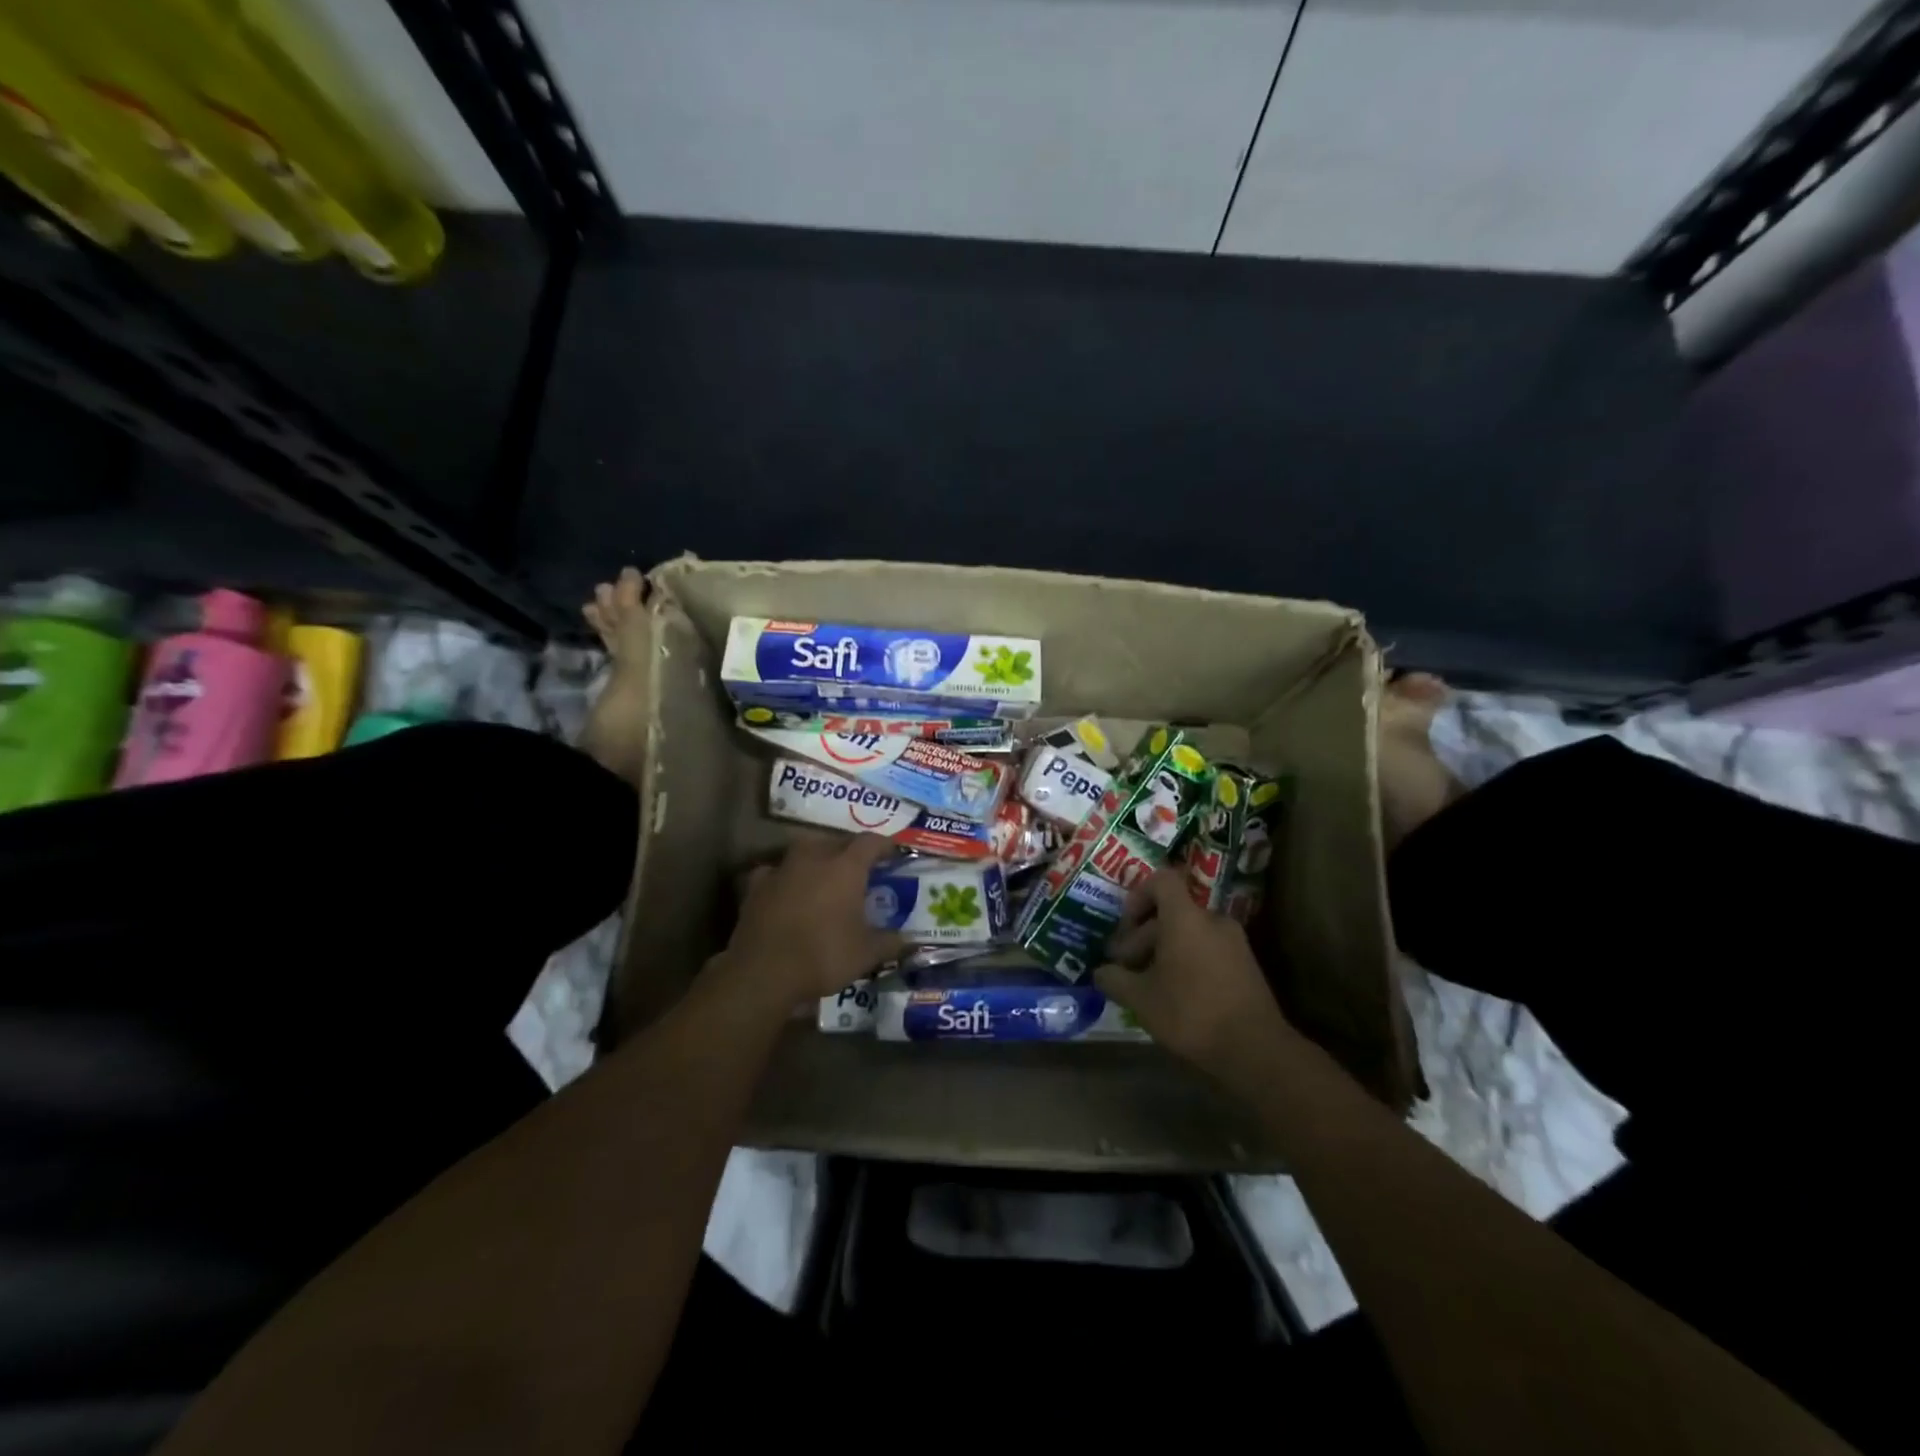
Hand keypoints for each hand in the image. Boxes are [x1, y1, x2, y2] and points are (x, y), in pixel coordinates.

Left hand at [717, 834, 905, 1005]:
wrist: (764, 972)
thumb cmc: (824, 956)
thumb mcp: (867, 954)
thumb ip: (890, 942)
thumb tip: (907, 940)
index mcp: (846, 867)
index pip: (871, 842)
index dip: (885, 846)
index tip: (893, 854)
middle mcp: (814, 857)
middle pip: (837, 841)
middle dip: (851, 851)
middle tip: (861, 868)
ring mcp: (782, 869)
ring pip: (804, 850)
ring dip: (817, 858)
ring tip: (824, 875)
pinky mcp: (756, 886)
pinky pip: (774, 872)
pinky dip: (784, 877)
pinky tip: (786, 890)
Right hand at [1094, 868, 1295, 1083]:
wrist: (1256, 1050)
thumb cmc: (1191, 1013)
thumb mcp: (1140, 999)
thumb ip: (1115, 979)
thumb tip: (1101, 972)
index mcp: (1185, 917)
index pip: (1162, 880)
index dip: (1138, 895)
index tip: (1125, 926)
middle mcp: (1212, 920)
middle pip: (1171, 913)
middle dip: (1142, 937)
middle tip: (1125, 969)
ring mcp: (1234, 942)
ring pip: (1188, 933)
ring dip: (1163, 952)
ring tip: (1147, 986)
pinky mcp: (1246, 965)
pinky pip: (1207, 950)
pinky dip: (1187, 962)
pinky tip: (1175, 996)